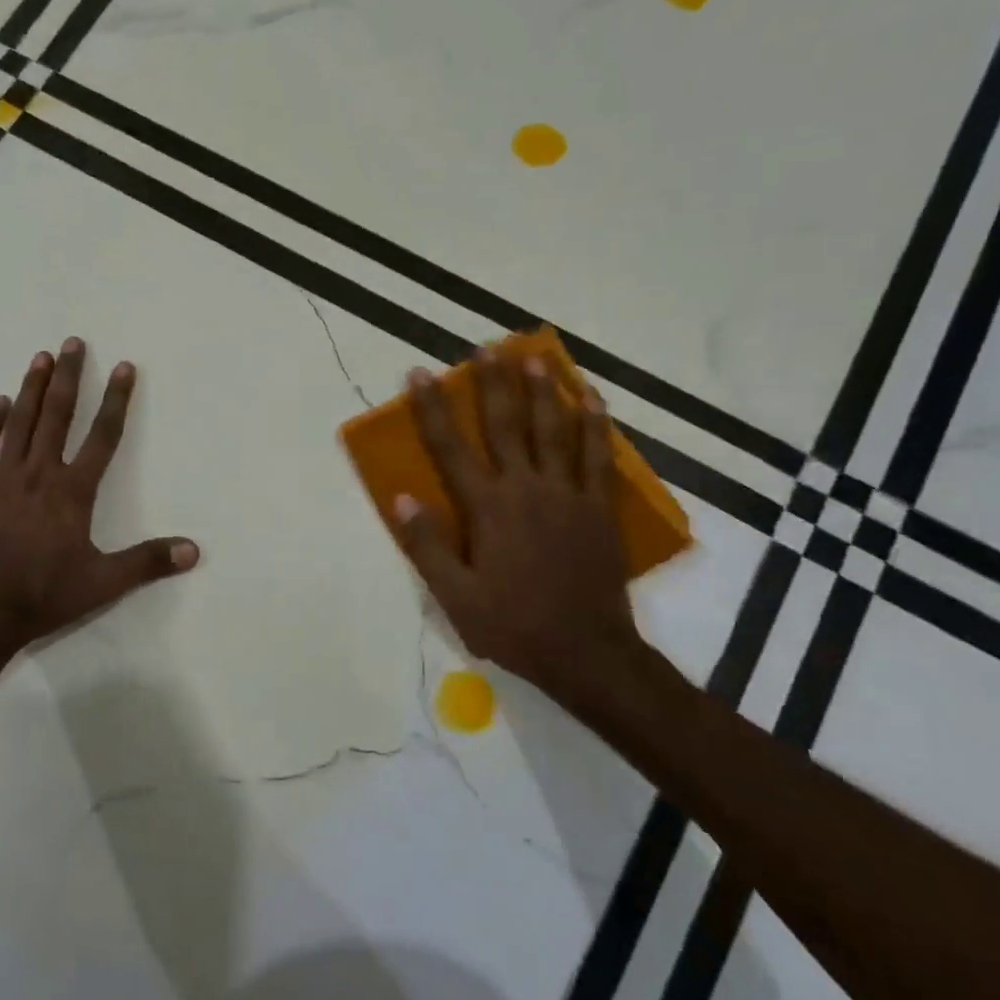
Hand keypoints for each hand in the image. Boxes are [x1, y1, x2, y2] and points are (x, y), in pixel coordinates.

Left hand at [0, 339, 198, 661]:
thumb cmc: (42, 597)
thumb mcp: (103, 584)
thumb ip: (148, 562)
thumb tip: (194, 550)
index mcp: (72, 492)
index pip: (103, 436)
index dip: (117, 400)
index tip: (125, 367)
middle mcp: (38, 474)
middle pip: (57, 415)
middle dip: (70, 377)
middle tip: (74, 341)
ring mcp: (1, 480)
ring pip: (19, 423)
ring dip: (32, 388)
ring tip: (41, 357)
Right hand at [397, 348, 650, 713]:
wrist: (587, 652)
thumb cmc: (513, 624)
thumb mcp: (455, 595)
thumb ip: (427, 545)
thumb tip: (402, 498)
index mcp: (487, 508)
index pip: (451, 448)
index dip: (432, 409)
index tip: (421, 374)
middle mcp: (526, 488)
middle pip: (506, 424)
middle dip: (493, 383)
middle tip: (486, 347)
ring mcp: (567, 494)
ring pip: (554, 430)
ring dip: (543, 390)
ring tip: (534, 356)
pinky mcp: (597, 507)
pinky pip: (597, 455)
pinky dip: (595, 424)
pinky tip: (592, 399)